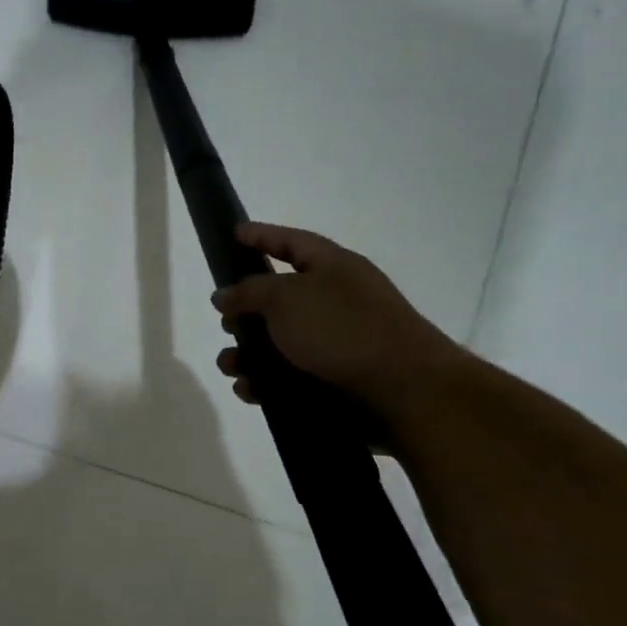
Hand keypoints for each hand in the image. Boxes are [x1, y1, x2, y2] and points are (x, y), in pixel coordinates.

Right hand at [211, 223, 462, 415]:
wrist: (403, 392)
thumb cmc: (342, 330)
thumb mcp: (286, 298)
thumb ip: (248, 292)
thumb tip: (224, 295)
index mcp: (333, 268)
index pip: (292, 243)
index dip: (262, 236)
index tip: (232, 234)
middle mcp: (335, 302)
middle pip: (279, 300)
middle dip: (245, 312)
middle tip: (225, 322)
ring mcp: (336, 345)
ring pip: (277, 345)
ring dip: (247, 355)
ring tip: (230, 366)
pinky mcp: (333, 382)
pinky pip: (287, 379)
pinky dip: (265, 383)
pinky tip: (250, 390)